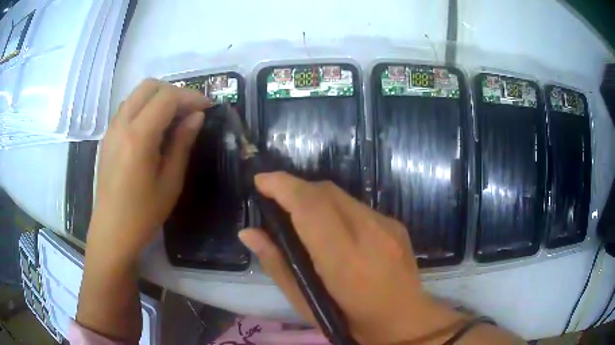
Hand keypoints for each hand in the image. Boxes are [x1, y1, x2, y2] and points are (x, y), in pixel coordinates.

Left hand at [87, 78, 210, 263]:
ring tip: (174, 118)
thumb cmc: (143, 213)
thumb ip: (182, 143)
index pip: (167, 98)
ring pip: (137, 94)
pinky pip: (128, 107)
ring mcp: (112, 129)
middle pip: (150, 86)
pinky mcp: (108, 136)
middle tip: (190, 111)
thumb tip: (197, 117)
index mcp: (138, 137)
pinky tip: (154, 128)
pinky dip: (145, 107)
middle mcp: (122, 124)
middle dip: (174, 92)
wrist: (111, 231)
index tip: (208, 108)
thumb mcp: (170, 182)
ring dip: (159, 98)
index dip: (191, 97)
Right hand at [239, 172, 461, 343]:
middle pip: (326, 192)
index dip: (283, 187)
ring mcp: (387, 225)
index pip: (311, 207)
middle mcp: (370, 232)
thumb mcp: (306, 304)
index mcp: (344, 259)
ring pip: (342, 195)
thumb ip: (277, 265)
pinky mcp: (396, 224)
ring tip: (298, 212)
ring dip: (314, 197)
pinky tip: (331, 227)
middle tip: (274, 199)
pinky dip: (335, 208)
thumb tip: (249, 233)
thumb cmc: (350, 321)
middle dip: (295, 187)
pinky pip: (357, 206)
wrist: (404, 320)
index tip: (261, 181)